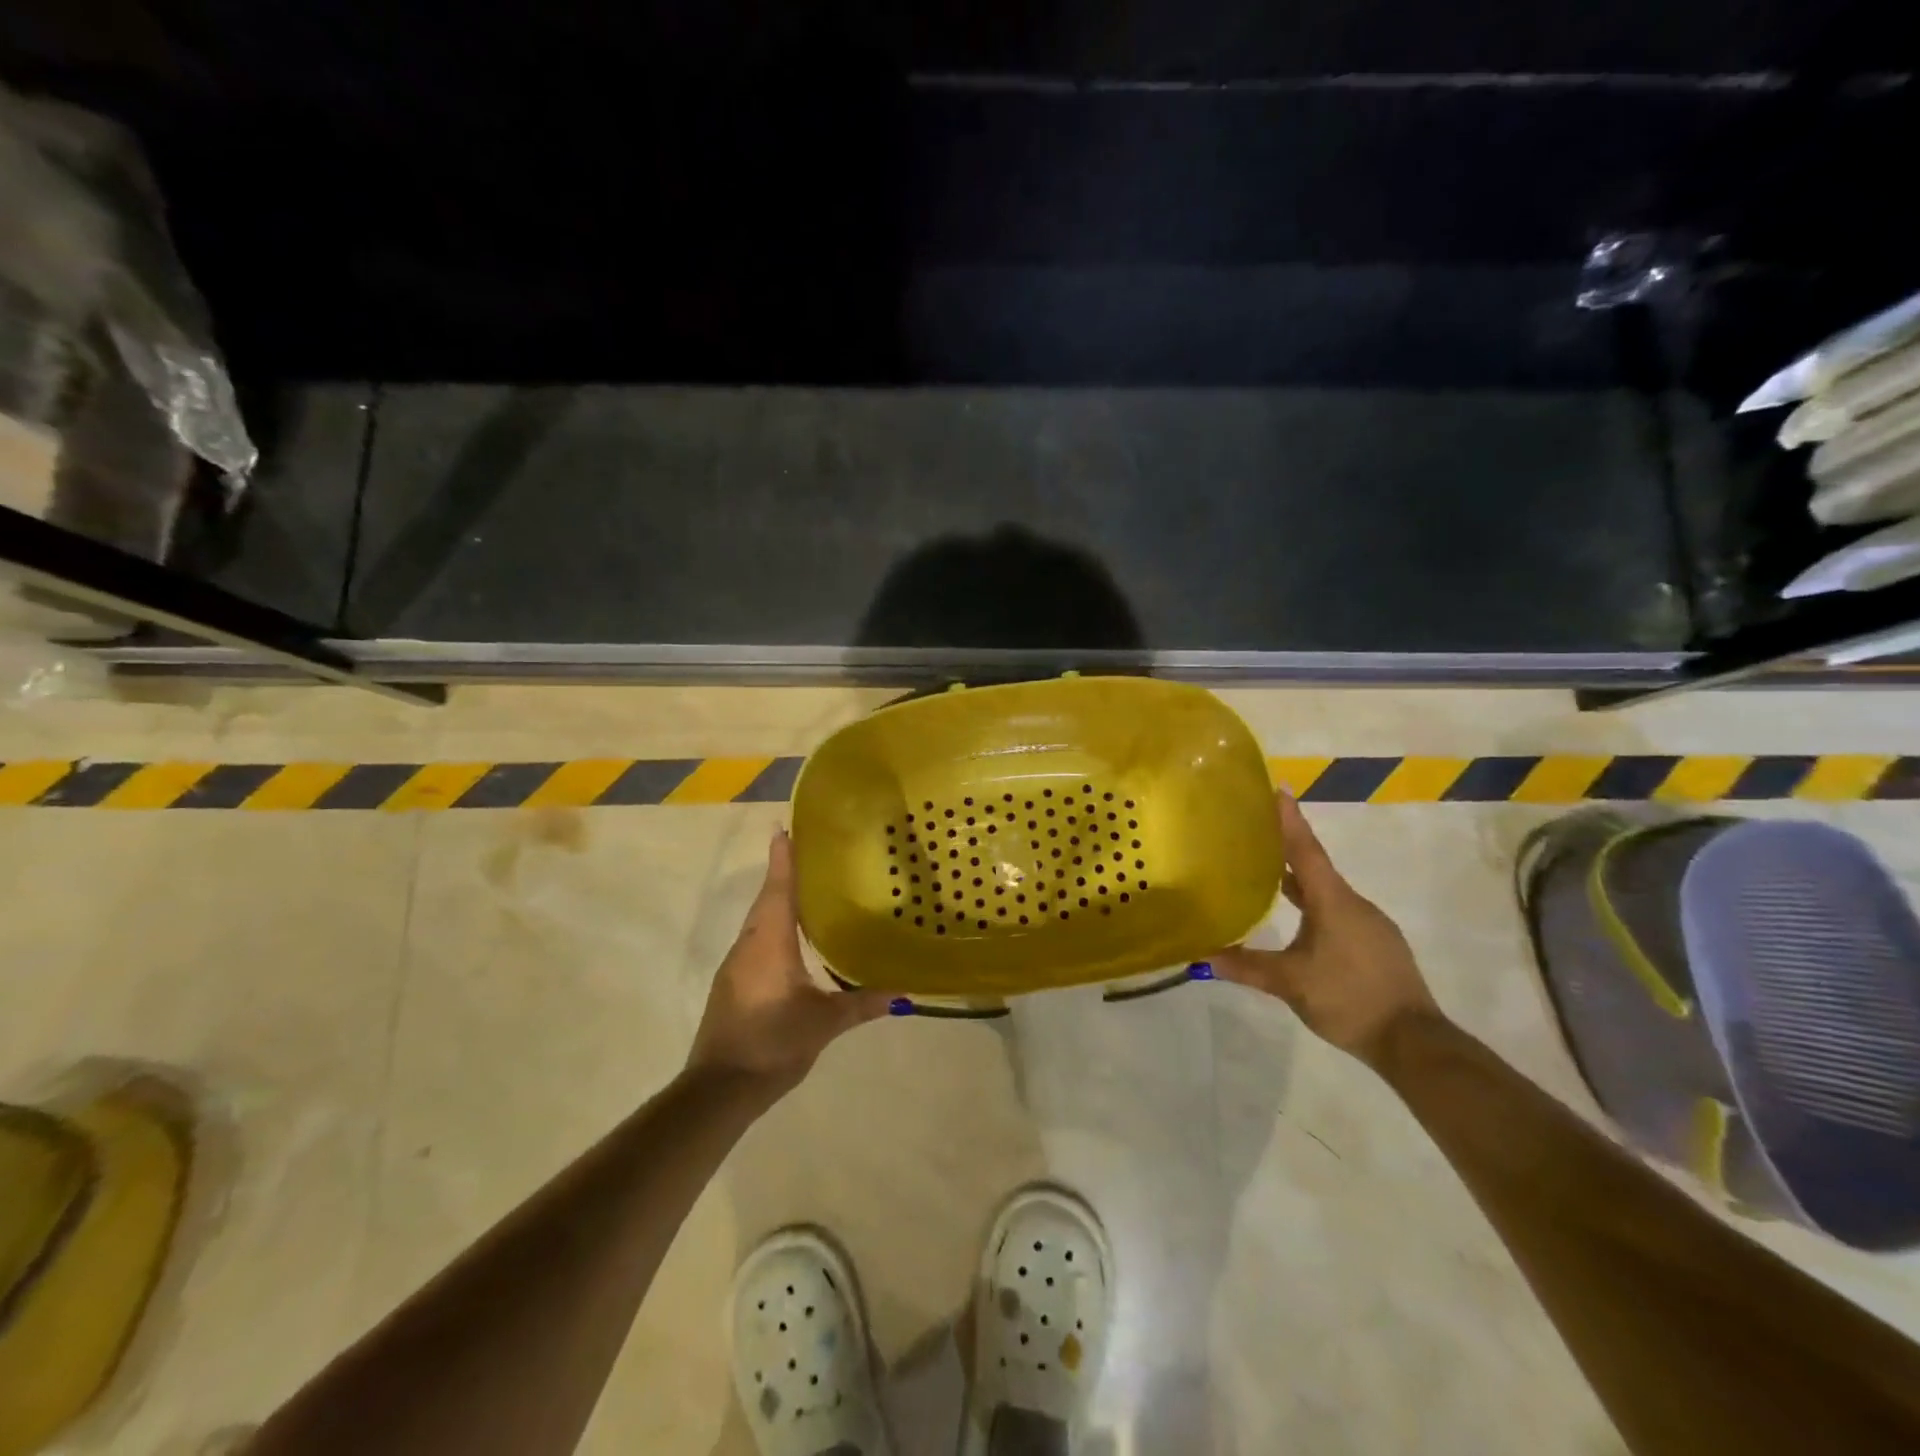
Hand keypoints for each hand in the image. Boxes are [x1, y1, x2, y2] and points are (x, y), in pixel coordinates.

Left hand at [688, 829, 891, 1094]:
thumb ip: (861, 1004)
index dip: (783, 858)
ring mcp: (736, 965)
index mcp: (770, 942)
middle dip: (783, 874)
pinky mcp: (732, 985)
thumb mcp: (824, 1022)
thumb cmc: (774, 1042)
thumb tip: (902, 992)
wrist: (719, 1088)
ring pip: (759, 922)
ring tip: (807, 890)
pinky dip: (773, 928)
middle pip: (767, 900)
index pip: (778, 889)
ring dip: (777, 901)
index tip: (784, 828)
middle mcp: (749, 945)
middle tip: (809, 853)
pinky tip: (793, 939)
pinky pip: (755, 942)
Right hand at [1210, 791, 1438, 1067]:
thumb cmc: (1348, 999)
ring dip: (1299, 879)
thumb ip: (1246, 966)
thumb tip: (1202, 955)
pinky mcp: (1375, 944)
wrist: (1414, 1042)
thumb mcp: (1289, 983)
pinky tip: (1299, 920)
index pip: (1306, 851)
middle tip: (1257, 830)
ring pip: (1327, 891)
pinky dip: (1314, 904)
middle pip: (1315, 866)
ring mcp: (1369, 924)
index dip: (1290, 820)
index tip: (1278, 789)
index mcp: (1333, 902)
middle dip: (1288, 846)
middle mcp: (1353, 904)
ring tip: (1268, 872)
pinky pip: (1338, 911)